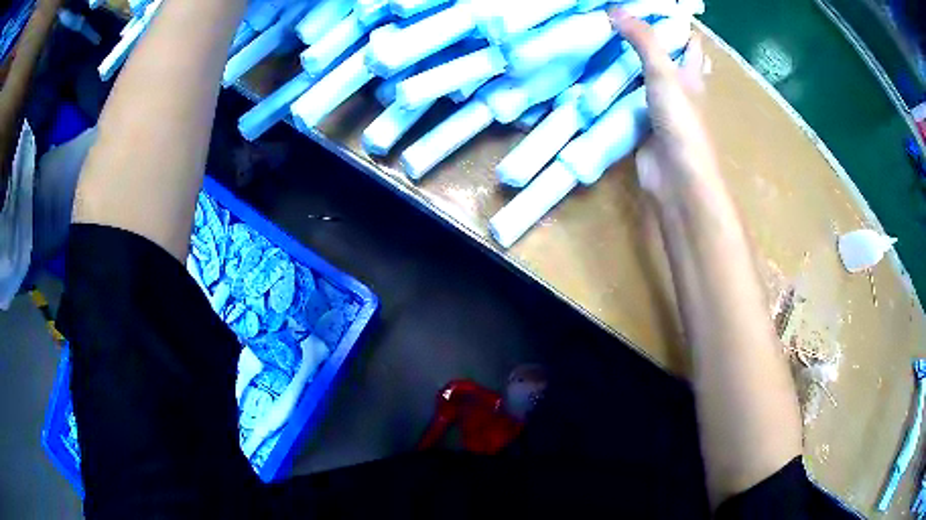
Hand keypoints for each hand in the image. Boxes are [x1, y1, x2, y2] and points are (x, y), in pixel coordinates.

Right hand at [609, 9, 720, 205]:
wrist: (674, 177)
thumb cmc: (681, 123)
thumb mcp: (664, 74)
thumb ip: (643, 41)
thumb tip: (614, 9)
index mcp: (691, 75)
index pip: (690, 43)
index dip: (677, 24)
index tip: (651, 8)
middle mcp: (677, 88)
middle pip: (664, 58)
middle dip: (646, 39)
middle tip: (616, 21)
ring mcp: (658, 107)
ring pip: (641, 78)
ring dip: (624, 63)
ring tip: (597, 40)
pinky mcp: (640, 124)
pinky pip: (625, 99)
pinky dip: (611, 89)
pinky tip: (592, 77)